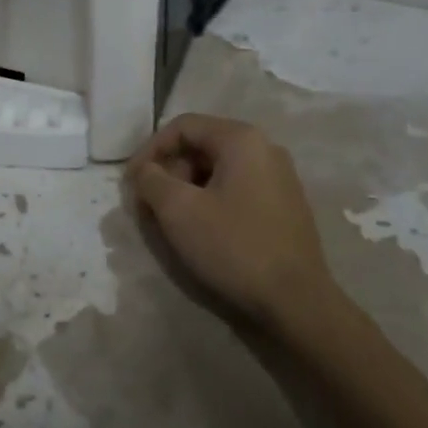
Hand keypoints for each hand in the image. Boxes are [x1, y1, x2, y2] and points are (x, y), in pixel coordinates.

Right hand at [125, 113, 343, 333]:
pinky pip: (237, 188)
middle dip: (169, 171)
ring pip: (219, 169)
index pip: (183, 126)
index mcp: (242, 139)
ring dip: (188, 188)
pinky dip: (211, 200)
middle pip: (202, 145)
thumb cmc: (233, 247)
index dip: (149, 150)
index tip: (131, 182)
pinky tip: (202, 230)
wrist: (296, 301)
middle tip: (150, 204)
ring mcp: (280, 177)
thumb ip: (151, 180)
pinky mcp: (285, 205)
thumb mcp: (179, 211)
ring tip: (171, 220)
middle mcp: (265, 148)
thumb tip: (145, 171)